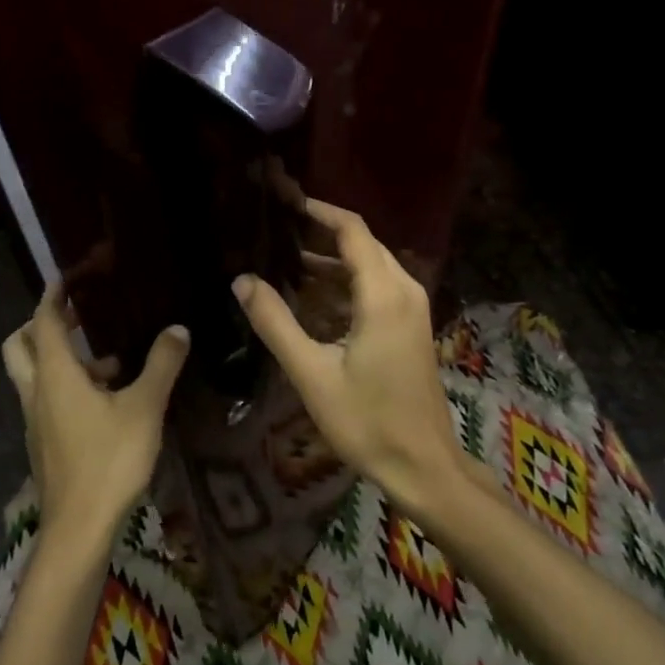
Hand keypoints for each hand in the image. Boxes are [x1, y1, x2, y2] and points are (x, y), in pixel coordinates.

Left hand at [1, 284, 188, 544]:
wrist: (79, 528)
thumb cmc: (110, 460)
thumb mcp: (145, 407)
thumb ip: (162, 364)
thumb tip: (177, 329)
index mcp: (55, 376)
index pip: (44, 322)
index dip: (54, 296)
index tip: (68, 276)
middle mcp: (37, 392)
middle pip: (20, 346)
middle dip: (41, 324)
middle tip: (76, 315)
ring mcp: (36, 421)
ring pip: (34, 375)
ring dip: (61, 358)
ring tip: (110, 362)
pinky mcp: (44, 443)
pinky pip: (47, 399)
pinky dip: (67, 386)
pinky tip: (109, 401)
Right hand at [233, 199, 462, 518]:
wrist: (422, 464)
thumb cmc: (367, 421)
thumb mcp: (312, 373)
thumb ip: (275, 323)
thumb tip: (242, 281)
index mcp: (383, 293)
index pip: (351, 230)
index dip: (318, 210)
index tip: (283, 200)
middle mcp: (403, 289)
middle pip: (361, 244)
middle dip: (319, 233)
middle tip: (274, 228)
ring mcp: (411, 308)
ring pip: (368, 266)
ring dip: (330, 262)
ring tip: (282, 259)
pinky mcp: (410, 325)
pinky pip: (375, 288)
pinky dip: (344, 285)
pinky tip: (309, 296)